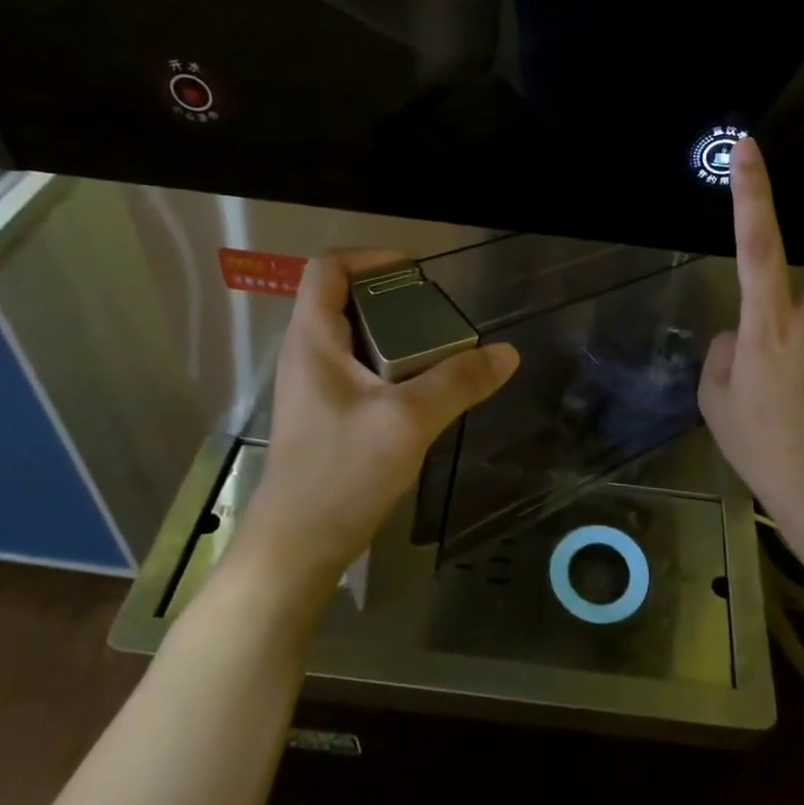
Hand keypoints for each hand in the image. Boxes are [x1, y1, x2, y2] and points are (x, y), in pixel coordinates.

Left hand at [226, 249, 518, 610]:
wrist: (297, 548)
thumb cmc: (340, 473)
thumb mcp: (407, 421)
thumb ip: (458, 382)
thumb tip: (506, 353)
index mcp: (313, 339)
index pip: (327, 268)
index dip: (370, 256)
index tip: (417, 269)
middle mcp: (307, 354)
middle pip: (344, 299)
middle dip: (392, 296)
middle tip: (439, 312)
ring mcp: (314, 387)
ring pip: (355, 337)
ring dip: (395, 333)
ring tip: (440, 347)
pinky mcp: (325, 416)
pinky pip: (359, 370)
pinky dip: (391, 365)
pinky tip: (423, 390)